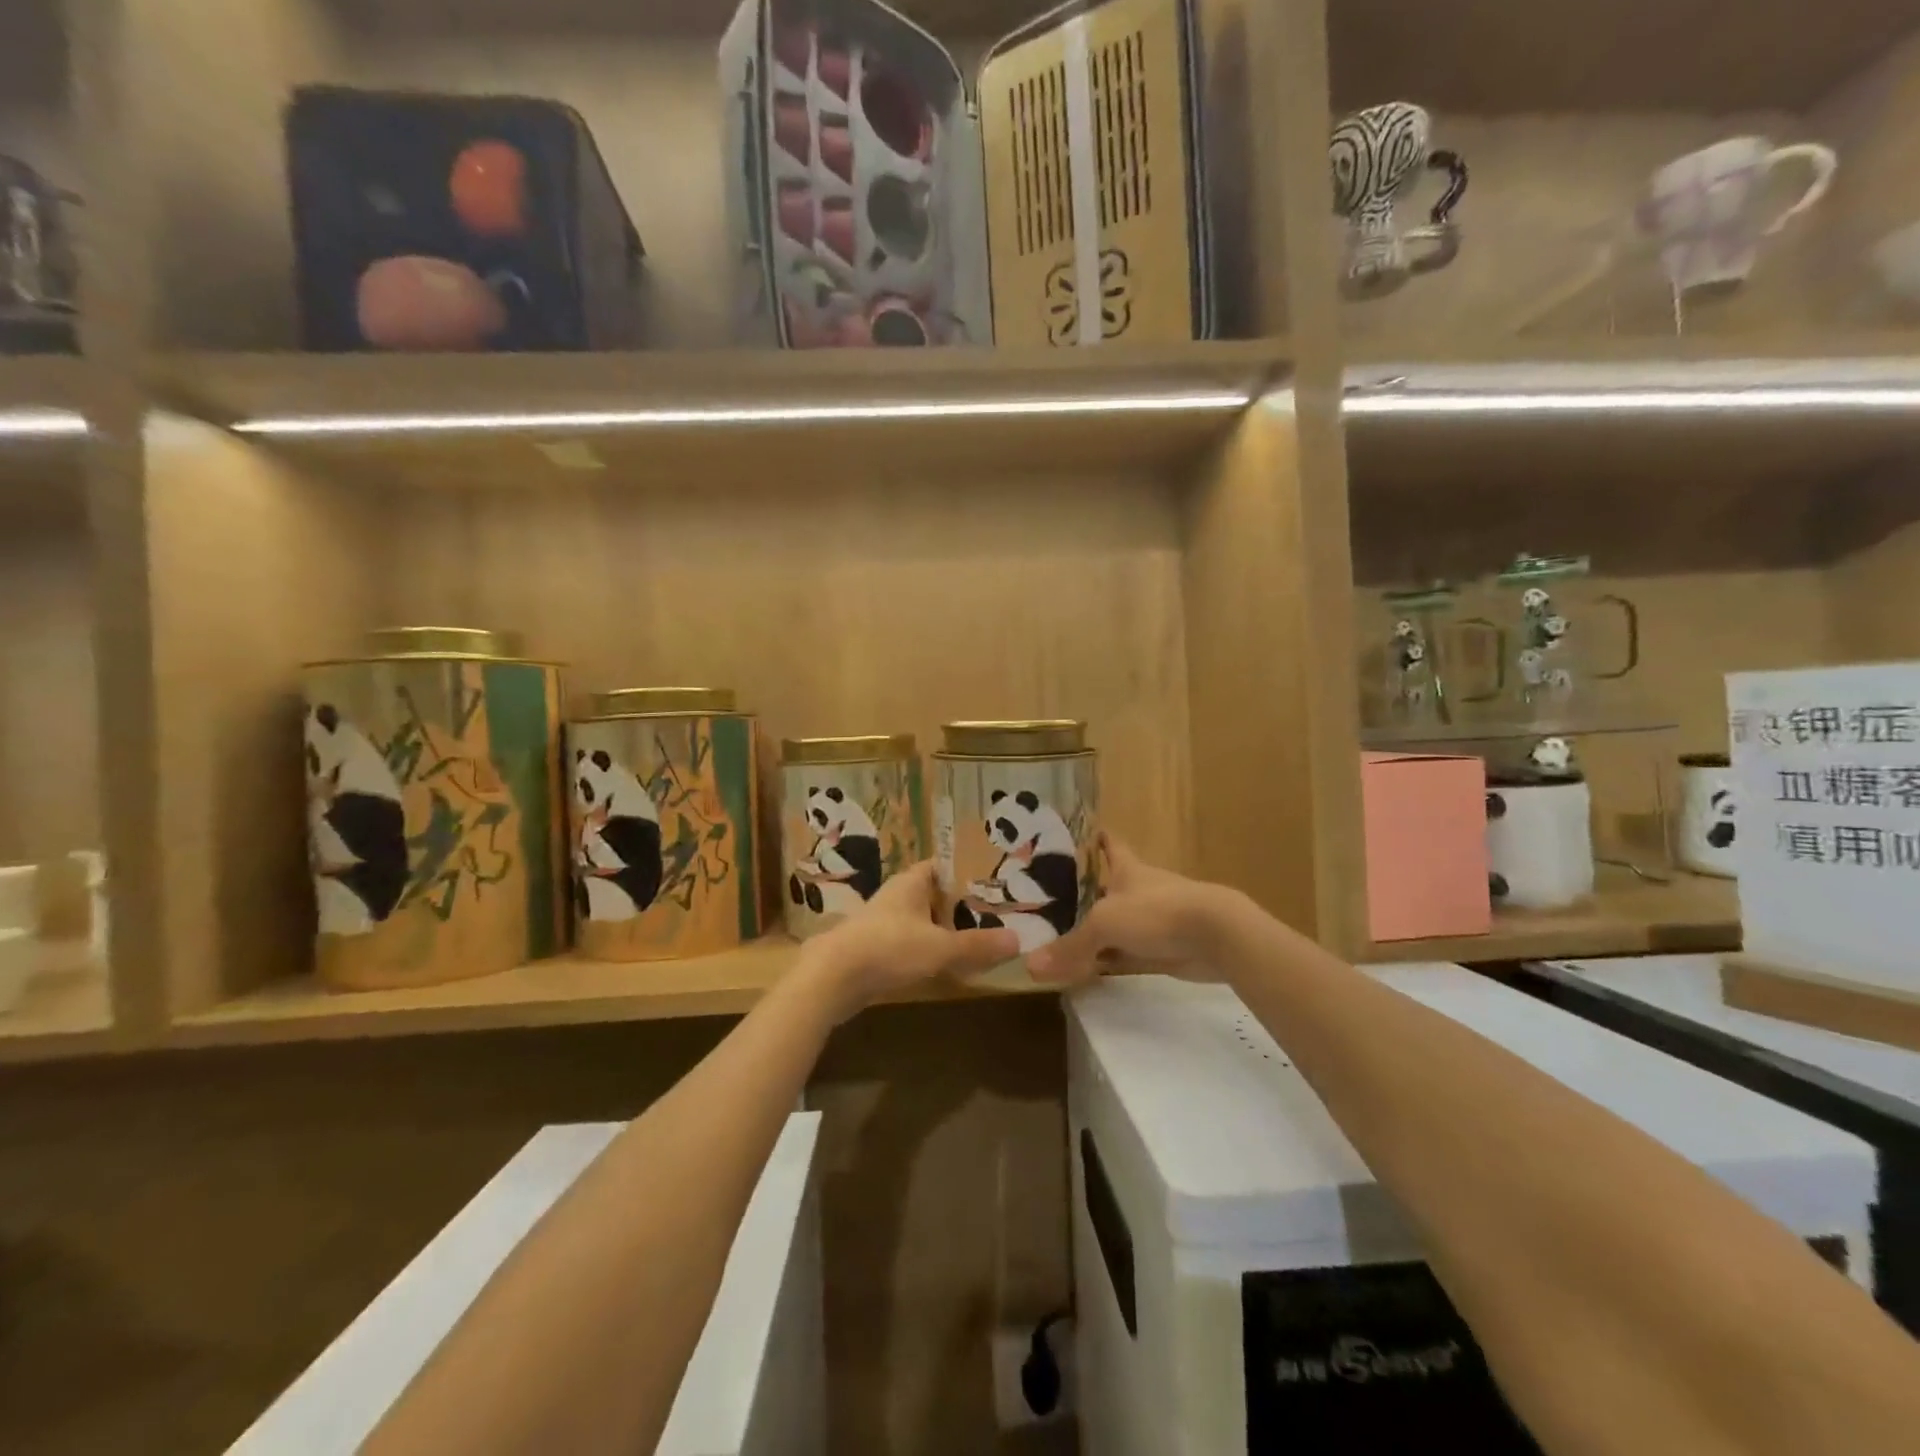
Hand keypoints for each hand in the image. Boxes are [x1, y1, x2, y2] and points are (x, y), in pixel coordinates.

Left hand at [797, 861, 1019, 1020]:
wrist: (832, 978)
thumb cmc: (888, 948)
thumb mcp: (940, 947)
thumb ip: (977, 945)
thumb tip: (1018, 940)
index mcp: (911, 882)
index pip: (943, 866)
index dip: (967, 871)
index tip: (995, 881)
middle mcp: (897, 896)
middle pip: (935, 894)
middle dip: (961, 904)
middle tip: (995, 913)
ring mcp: (883, 922)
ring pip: (922, 919)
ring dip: (944, 928)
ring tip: (977, 939)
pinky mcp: (875, 948)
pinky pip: (910, 942)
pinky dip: (928, 949)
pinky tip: (946, 964)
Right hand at [1027, 836, 1240, 987]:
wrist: (1215, 936)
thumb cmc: (1157, 912)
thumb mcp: (1105, 924)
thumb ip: (1070, 945)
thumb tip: (1031, 966)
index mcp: (1127, 869)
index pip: (1108, 845)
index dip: (1095, 838)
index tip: (1077, 833)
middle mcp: (1138, 890)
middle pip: (1106, 888)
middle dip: (1082, 893)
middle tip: (1047, 899)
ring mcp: (1152, 921)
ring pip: (1115, 924)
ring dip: (1094, 931)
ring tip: (1058, 934)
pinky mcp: (1162, 949)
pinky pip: (1126, 955)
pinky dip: (1107, 962)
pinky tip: (1085, 969)